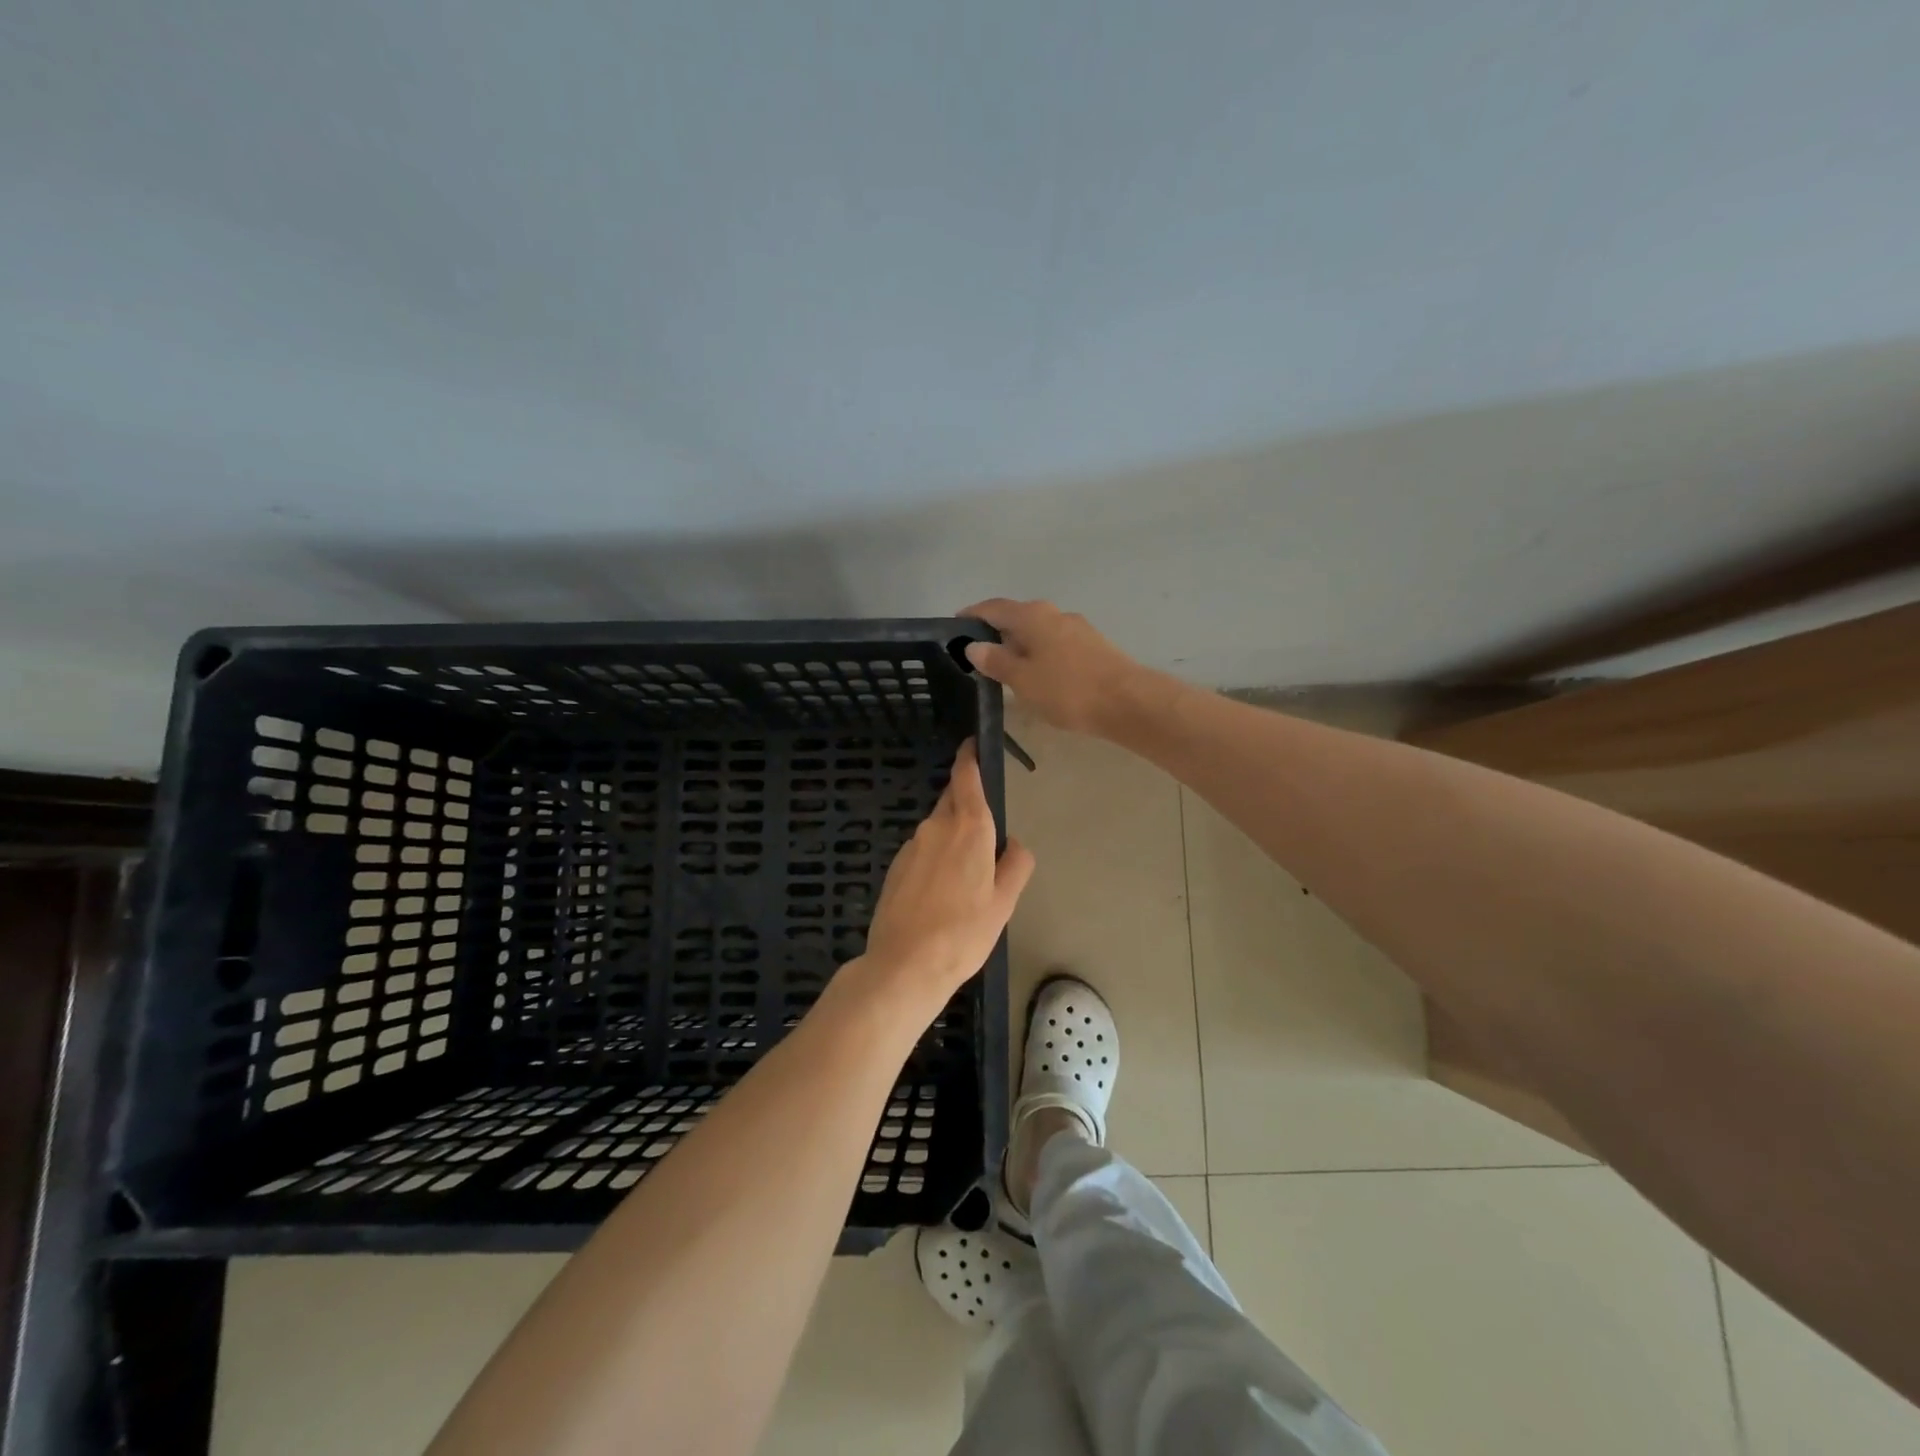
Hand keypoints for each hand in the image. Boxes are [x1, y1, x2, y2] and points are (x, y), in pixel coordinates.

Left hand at [857, 740, 1034, 1012]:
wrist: (905, 964)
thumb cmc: (964, 932)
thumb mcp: (1004, 902)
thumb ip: (1016, 864)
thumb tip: (1013, 844)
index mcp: (969, 828)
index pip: (966, 778)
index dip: (969, 757)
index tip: (972, 745)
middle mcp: (936, 827)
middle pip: (952, 802)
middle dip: (967, 805)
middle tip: (985, 834)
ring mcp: (911, 846)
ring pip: (937, 830)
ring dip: (952, 840)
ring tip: (964, 880)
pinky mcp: (895, 867)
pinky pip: (922, 851)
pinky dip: (934, 860)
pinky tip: (940, 894)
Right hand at [959, 599, 1156, 735]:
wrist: (1127, 702)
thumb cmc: (1067, 690)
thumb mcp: (1022, 679)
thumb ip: (996, 661)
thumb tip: (974, 645)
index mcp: (1032, 615)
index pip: (993, 607)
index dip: (972, 615)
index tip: (954, 627)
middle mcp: (1054, 613)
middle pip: (1016, 617)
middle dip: (995, 632)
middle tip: (975, 654)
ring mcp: (1076, 628)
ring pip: (1037, 631)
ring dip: (1018, 645)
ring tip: (1003, 668)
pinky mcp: (1092, 646)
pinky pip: (1054, 644)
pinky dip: (1038, 654)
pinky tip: (1035, 674)